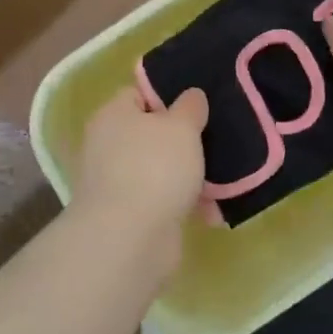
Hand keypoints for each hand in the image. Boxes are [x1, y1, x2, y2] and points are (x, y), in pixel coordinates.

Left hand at [72, 85, 209, 235]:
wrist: (128, 239)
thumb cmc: (154, 168)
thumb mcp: (182, 126)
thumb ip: (190, 106)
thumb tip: (190, 96)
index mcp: (114, 115)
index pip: (140, 94)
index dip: (169, 96)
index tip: (199, 107)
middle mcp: (109, 145)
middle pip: (153, 134)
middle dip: (186, 142)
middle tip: (217, 142)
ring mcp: (117, 182)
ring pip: (162, 169)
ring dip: (191, 177)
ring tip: (223, 182)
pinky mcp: (129, 214)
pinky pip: (164, 200)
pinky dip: (185, 204)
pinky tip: (210, 213)